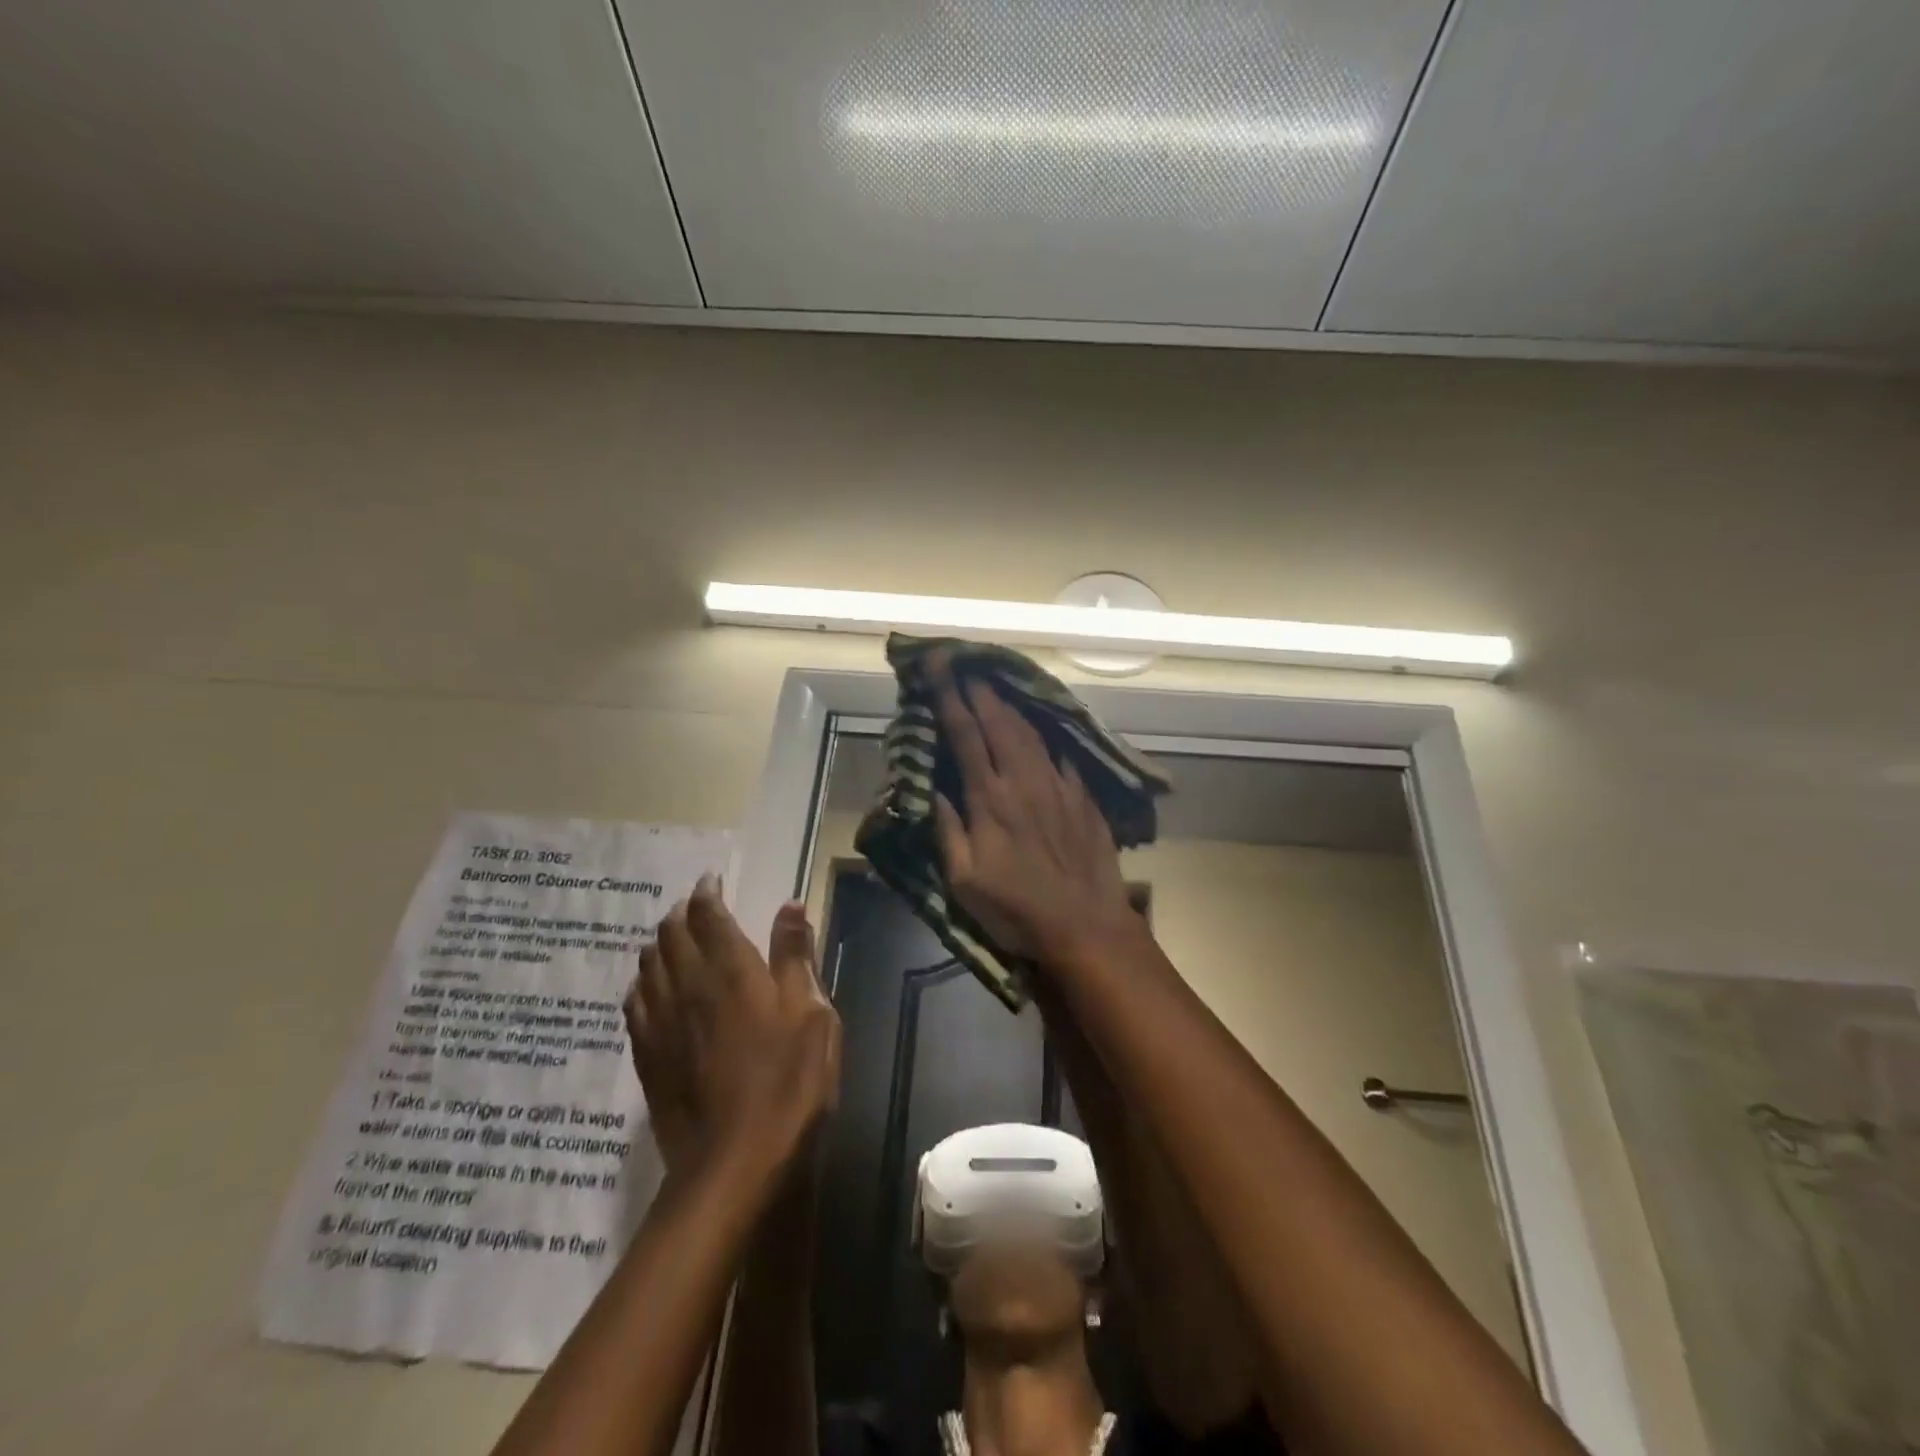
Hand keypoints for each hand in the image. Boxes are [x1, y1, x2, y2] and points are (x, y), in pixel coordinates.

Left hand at [624, 878, 840, 1180]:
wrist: (736, 1164)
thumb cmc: (789, 1083)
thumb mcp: (813, 1014)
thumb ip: (796, 957)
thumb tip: (788, 905)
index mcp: (731, 971)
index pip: (709, 916)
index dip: (708, 893)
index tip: (711, 881)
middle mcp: (689, 987)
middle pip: (672, 935)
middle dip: (681, 914)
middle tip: (694, 907)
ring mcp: (662, 1024)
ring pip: (648, 966)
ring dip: (659, 944)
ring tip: (671, 939)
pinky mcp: (648, 1058)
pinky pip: (635, 1005)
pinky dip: (642, 984)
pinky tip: (648, 989)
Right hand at [931, 661, 1138, 965]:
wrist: (1085, 925)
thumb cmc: (1016, 908)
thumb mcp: (965, 881)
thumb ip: (948, 830)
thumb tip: (932, 788)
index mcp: (990, 799)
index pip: (966, 736)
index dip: (950, 699)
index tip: (939, 669)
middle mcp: (1024, 781)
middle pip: (1000, 724)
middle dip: (979, 692)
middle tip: (966, 667)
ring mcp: (1058, 786)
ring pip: (1031, 733)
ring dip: (1010, 706)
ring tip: (996, 687)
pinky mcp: (1083, 797)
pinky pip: (1061, 753)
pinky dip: (1045, 734)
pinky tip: (1041, 726)